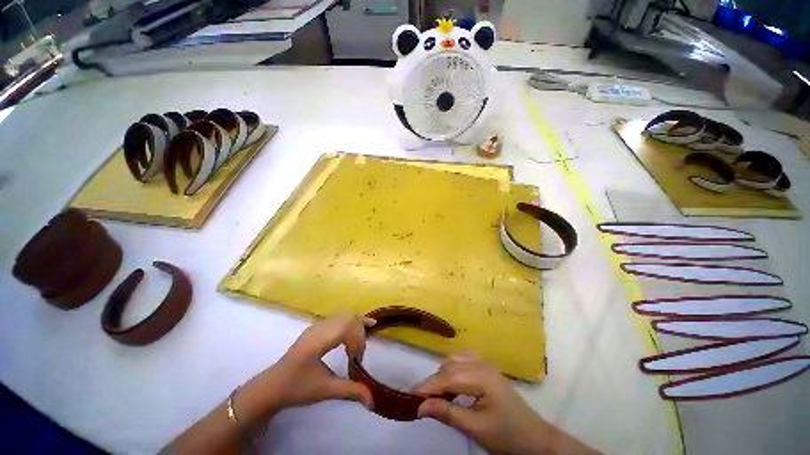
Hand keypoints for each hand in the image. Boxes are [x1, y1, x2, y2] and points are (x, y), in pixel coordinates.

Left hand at [235, 312, 374, 423]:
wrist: (272, 387)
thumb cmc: (297, 388)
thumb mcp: (325, 390)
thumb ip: (351, 391)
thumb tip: (373, 401)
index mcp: (319, 341)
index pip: (347, 327)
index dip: (358, 341)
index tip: (356, 360)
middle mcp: (319, 328)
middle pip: (349, 317)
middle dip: (360, 331)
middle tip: (360, 351)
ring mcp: (317, 325)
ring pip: (344, 314)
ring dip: (356, 325)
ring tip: (360, 341)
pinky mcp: (316, 327)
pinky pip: (338, 317)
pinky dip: (350, 322)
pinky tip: (354, 330)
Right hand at [414, 353, 596, 454]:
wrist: (535, 438)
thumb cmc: (507, 435)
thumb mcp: (476, 428)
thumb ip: (447, 413)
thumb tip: (420, 406)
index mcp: (481, 376)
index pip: (447, 377)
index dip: (428, 386)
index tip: (411, 397)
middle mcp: (481, 363)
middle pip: (449, 366)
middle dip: (434, 381)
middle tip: (424, 400)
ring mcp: (485, 364)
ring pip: (455, 361)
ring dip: (442, 374)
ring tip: (437, 394)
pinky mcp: (486, 368)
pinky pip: (463, 361)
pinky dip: (452, 370)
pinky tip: (451, 384)